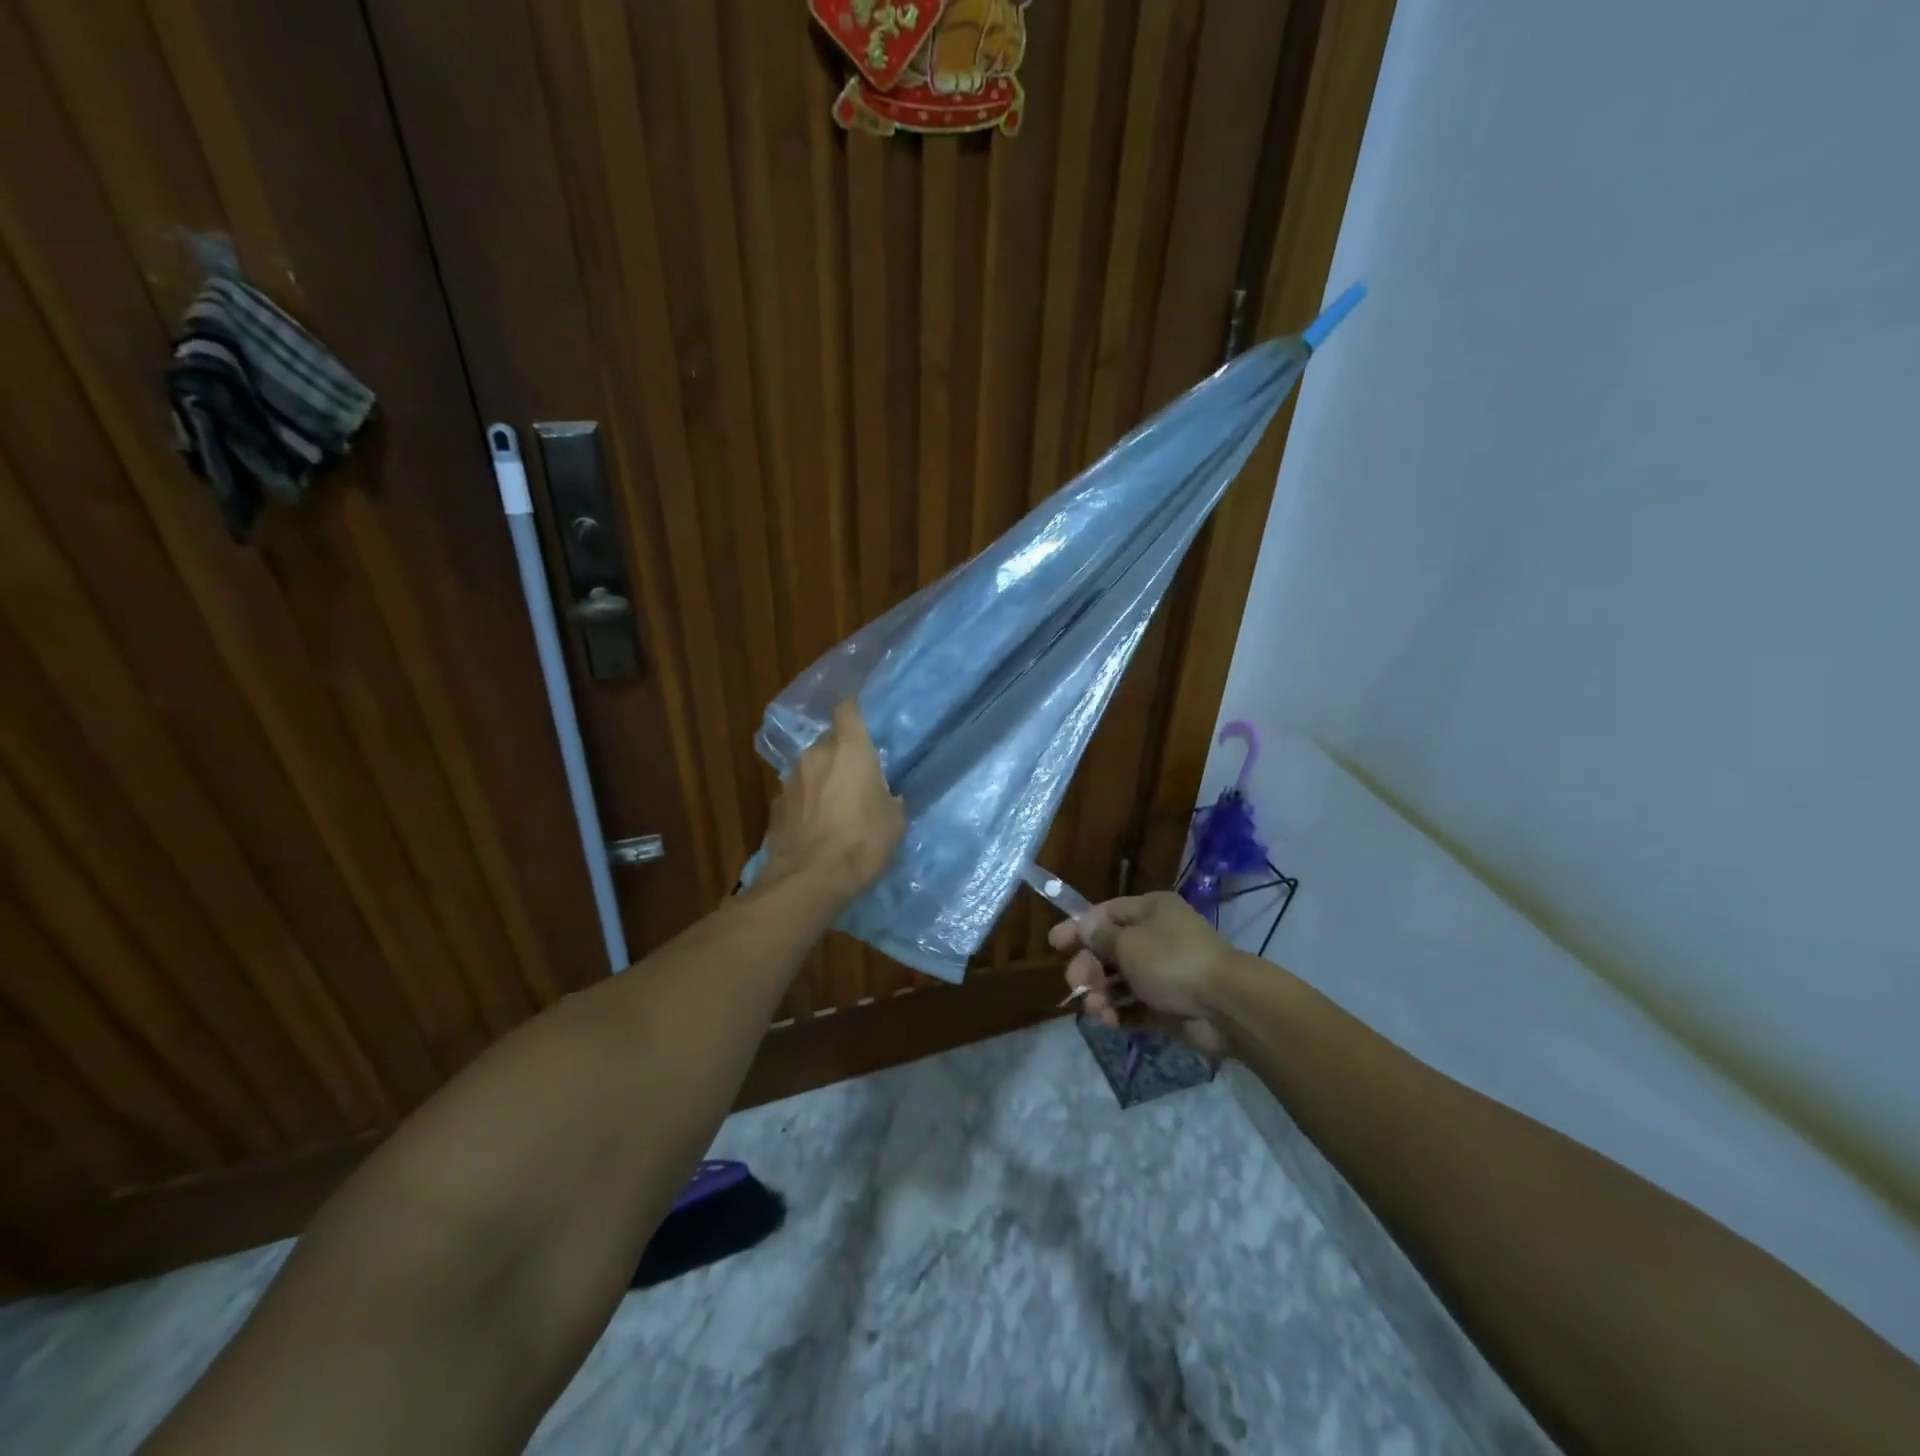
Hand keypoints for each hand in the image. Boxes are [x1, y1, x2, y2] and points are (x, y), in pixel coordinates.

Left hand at [761, 701, 905, 902]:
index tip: (864, 723)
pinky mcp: (775, 806)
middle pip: (829, 741)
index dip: (855, 711)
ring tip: (836, 807)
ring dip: (823, 779)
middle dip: (842, 754)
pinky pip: (798, 794)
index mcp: (850, 749)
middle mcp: (816, 754)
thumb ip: (888, 798)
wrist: (808, 880)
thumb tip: (884, 796)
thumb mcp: (894, 822)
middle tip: (857, 778)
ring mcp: (790, 779)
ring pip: (811, 768)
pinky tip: (817, 827)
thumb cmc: (861, 843)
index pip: (848, 709)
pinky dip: (808, 802)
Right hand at [1049, 892, 1236, 1051]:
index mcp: (1150, 911)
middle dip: (1089, 968)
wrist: (1225, 1005)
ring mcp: (1163, 973)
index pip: (1105, 914)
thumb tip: (1084, 926)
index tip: (1054, 944)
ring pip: (1119, 981)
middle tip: (1077, 984)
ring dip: (1101, 995)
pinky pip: (1134, 1007)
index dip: (1078, 928)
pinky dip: (1120, 1014)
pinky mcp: (1167, 1005)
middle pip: (1109, 950)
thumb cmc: (1172, 960)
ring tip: (1097, 1011)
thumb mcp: (1129, 943)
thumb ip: (1101, 937)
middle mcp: (1156, 937)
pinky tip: (1110, 1022)